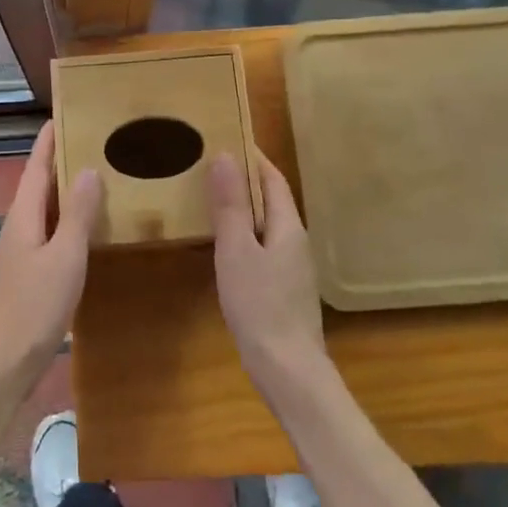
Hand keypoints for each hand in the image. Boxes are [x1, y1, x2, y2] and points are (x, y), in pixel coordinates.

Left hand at [0, 123, 101, 409]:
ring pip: (47, 207)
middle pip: (40, 182)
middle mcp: (21, 224)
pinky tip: (90, 222)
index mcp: (25, 214)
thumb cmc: (35, 304)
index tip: (64, 114)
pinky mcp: (32, 269)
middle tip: (94, 138)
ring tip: (99, 171)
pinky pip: (53, 229)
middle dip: (61, 159)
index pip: (37, 166)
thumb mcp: (65, 256)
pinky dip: (70, 216)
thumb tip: (88, 168)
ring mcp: (25, 248)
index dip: (49, 141)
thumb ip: (77, 214)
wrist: (5, 359)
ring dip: (67, 188)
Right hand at [209, 150, 326, 392]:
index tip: (229, 138)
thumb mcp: (237, 250)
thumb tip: (226, 157)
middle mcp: (296, 241)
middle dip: (246, 181)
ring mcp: (293, 267)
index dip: (254, 158)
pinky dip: (245, 234)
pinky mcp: (284, 288)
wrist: (287, 368)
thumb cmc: (260, 304)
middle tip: (211, 165)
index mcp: (289, 226)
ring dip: (244, 208)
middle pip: (272, 201)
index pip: (273, 179)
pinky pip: (264, 247)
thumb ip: (230, 206)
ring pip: (267, 225)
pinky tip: (225, 245)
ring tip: (212, 198)